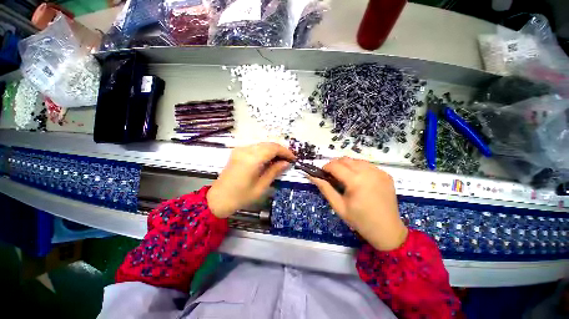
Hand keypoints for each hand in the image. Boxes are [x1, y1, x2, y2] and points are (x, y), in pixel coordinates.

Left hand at [207, 143, 294, 217]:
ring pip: (262, 144)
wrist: (219, 198)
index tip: (293, 159)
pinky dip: (265, 151)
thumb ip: (274, 171)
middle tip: (288, 160)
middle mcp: (246, 150)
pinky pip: (256, 147)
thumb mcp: (261, 186)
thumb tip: (286, 163)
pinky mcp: (238, 152)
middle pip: (268, 144)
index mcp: (252, 159)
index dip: (285, 152)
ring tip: (281, 160)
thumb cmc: (241, 196)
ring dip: (273, 150)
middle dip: (280, 150)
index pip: (273, 148)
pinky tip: (269, 159)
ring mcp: (240, 150)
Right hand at [309, 157, 407, 250]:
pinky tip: (358, 179)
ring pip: (356, 160)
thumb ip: (325, 188)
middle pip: (345, 159)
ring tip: (345, 177)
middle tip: (332, 176)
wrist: (387, 230)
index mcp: (356, 181)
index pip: (335, 166)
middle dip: (335, 165)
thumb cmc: (359, 220)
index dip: (326, 167)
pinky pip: (367, 165)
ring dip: (346, 165)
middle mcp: (368, 172)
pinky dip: (358, 168)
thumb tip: (312, 176)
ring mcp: (379, 172)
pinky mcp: (385, 174)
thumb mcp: (338, 206)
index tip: (322, 173)